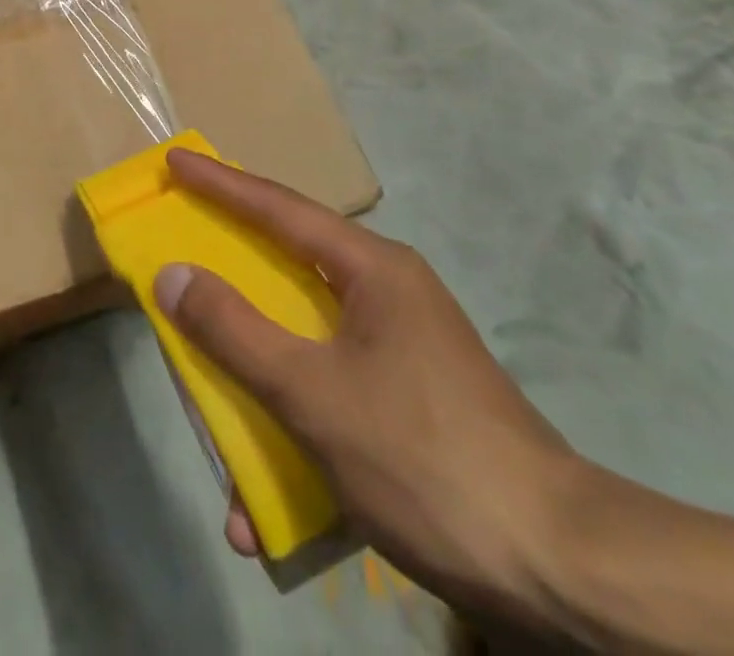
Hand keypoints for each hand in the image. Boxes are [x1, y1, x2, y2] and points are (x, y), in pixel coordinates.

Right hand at [152, 149, 577, 626]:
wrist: (560, 573)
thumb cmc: (424, 457)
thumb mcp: (313, 393)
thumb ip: (235, 331)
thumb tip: (173, 275)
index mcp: (372, 270)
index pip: (279, 208)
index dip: (220, 183)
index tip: (176, 160)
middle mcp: (386, 295)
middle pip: (288, 270)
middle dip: (231, 276)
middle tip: (183, 260)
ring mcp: (401, 351)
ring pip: (304, 341)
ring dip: (255, 381)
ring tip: (212, 415)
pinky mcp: (409, 403)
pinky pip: (330, 394)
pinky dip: (292, 432)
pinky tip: (266, 508)